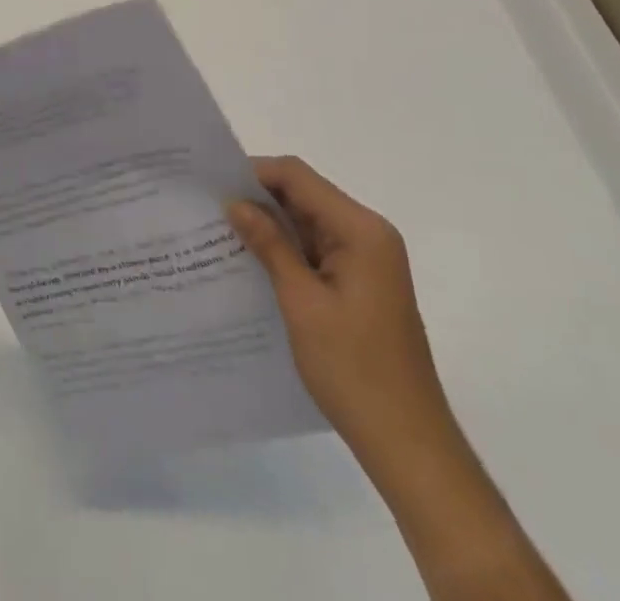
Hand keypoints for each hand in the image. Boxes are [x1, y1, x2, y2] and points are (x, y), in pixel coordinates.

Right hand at [228, 156, 453, 463]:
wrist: (409, 445)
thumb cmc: (354, 370)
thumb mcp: (302, 303)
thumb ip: (270, 245)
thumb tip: (234, 202)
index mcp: (361, 230)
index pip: (299, 177)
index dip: (255, 173)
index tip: (213, 184)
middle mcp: (368, 234)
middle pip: (305, 195)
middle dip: (259, 198)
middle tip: (210, 208)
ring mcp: (368, 260)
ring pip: (308, 222)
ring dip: (271, 225)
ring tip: (222, 232)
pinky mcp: (361, 283)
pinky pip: (317, 249)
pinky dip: (286, 250)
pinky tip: (253, 263)